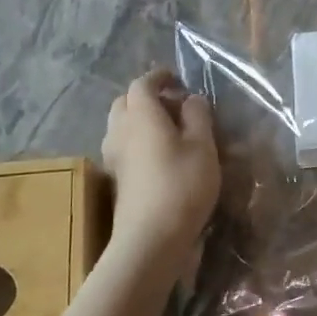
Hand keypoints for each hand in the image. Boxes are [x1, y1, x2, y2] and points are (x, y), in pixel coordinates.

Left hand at [101, 70, 219, 253]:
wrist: (150, 238)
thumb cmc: (182, 184)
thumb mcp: (203, 146)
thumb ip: (198, 116)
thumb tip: (191, 99)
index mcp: (141, 114)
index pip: (143, 83)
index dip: (160, 77)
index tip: (178, 79)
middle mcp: (120, 130)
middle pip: (126, 102)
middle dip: (148, 98)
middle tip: (175, 106)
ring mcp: (113, 156)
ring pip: (122, 126)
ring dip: (142, 121)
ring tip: (171, 132)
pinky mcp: (116, 178)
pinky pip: (125, 147)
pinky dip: (139, 141)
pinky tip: (161, 157)